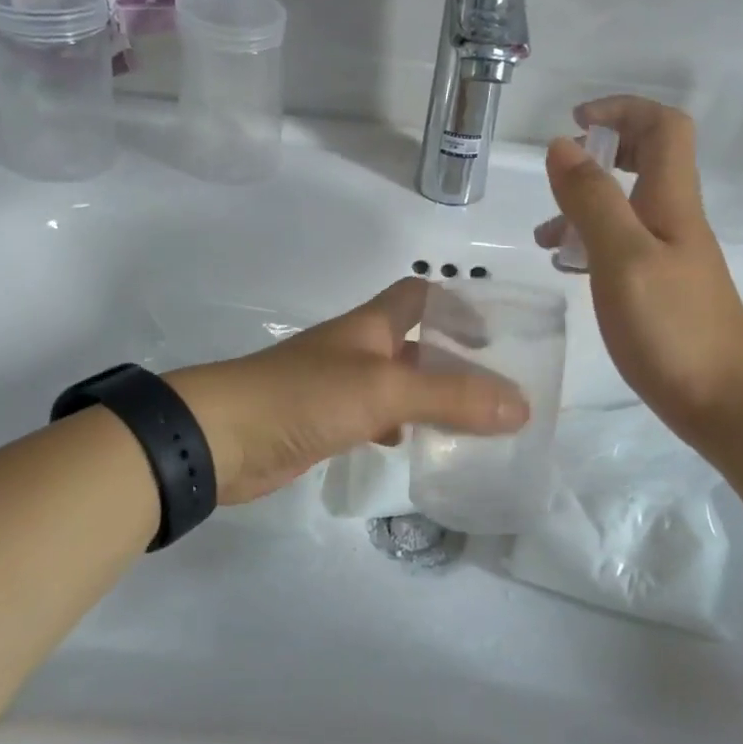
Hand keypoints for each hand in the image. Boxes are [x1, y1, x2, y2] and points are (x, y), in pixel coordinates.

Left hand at [167, 278, 528, 504]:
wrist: (221, 437)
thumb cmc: (305, 396)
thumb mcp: (385, 389)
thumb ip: (451, 396)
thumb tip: (521, 405)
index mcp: (371, 326)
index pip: (420, 295)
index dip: (458, 306)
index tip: (496, 336)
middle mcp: (357, 349)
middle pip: (414, 343)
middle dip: (454, 360)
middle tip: (499, 390)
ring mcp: (338, 387)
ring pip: (397, 384)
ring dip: (431, 397)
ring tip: (473, 423)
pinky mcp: (324, 422)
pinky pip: (374, 418)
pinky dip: (398, 428)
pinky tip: (414, 447)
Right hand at [534, 97, 742, 439]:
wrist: (724, 402)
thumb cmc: (672, 327)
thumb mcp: (622, 257)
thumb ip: (591, 200)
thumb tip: (561, 145)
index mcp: (671, 200)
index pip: (662, 126)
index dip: (622, 110)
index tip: (575, 122)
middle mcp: (674, 219)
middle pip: (648, 160)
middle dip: (602, 153)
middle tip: (560, 173)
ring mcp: (670, 255)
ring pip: (627, 207)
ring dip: (586, 206)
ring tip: (545, 239)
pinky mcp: (661, 288)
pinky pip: (622, 246)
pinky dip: (591, 244)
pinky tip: (566, 269)